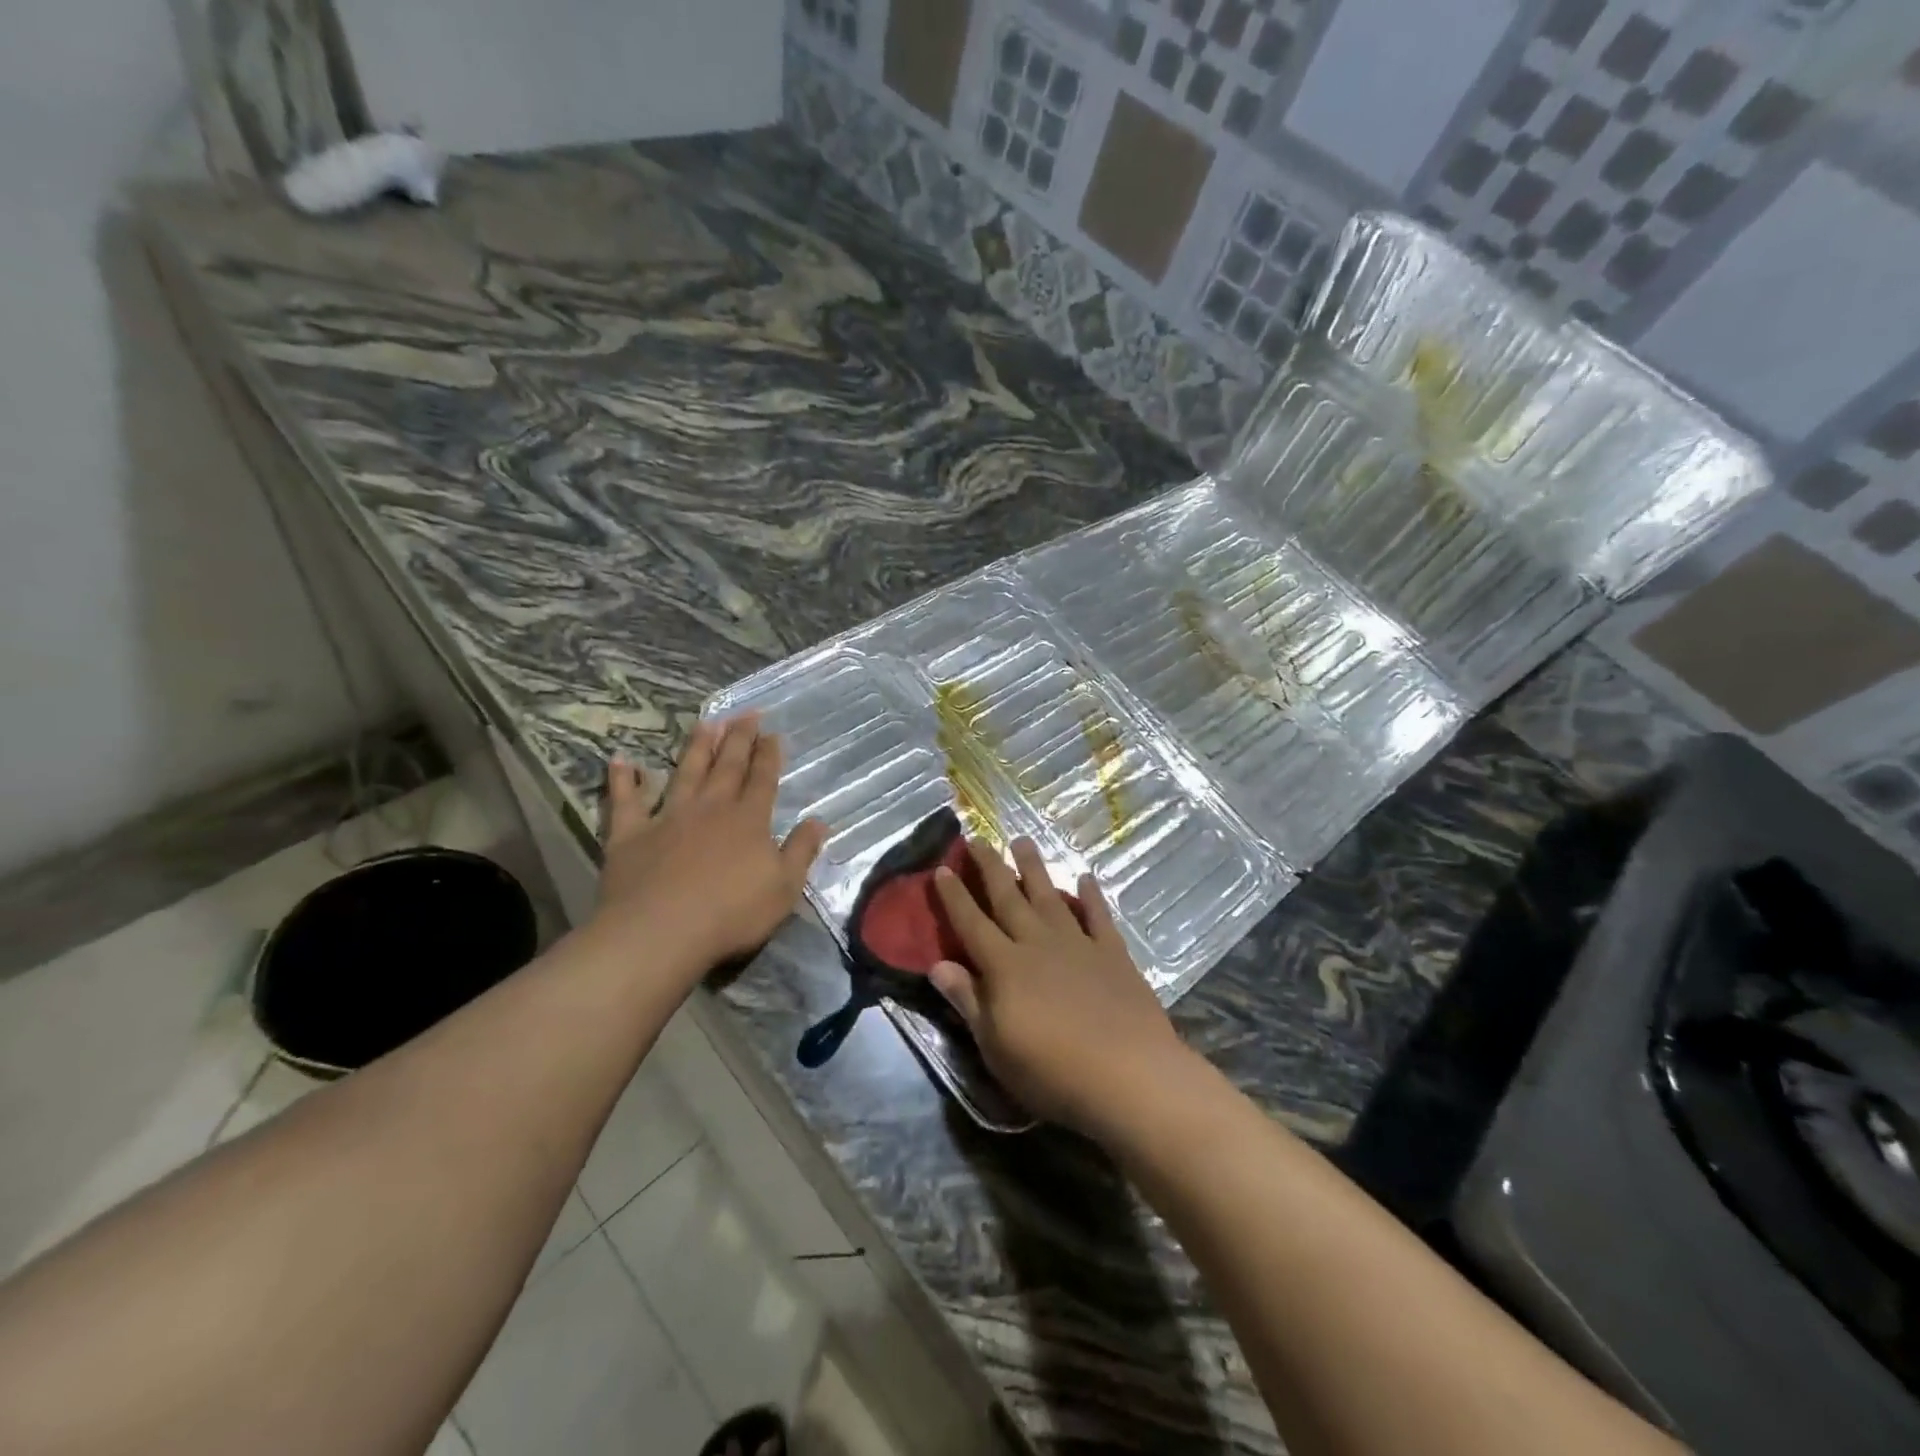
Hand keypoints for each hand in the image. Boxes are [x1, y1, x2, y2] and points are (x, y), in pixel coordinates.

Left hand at [593, 713, 827, 981]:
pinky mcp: (630, 834)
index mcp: (748, 820)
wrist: (661, 931)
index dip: (768, 755)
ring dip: (695, 747)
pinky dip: (622, 780)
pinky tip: (621, 760)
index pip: (763, 780)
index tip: (772, 733)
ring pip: (684, 773)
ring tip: (705, 722)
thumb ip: (801, 851)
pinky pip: (625, 801)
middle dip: (739, 739)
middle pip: (727, 766)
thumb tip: (819, 821)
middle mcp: (710, 808)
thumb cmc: (732, 913)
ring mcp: (668, 817)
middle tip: (746, 713)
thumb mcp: (784, 888)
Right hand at [928, 837, 1193, 1138]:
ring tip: (1022, 841)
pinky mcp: (1112, 953)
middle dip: (990, 867)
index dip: (955, 896)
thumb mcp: (995, 1047)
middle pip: (1008, 898)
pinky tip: (1085, 878)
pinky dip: (1090, 896)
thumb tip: (937, 965)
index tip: (942, 868)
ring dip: (1034, 868)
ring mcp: (1077, 944)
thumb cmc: (1052, 1071)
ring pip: (1049, 896)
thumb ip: (968, 1001)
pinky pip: (1098, 916)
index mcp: (1004, 967)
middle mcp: (1037, 944)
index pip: (971, 923)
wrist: (1128, 1075)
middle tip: (977, 838)